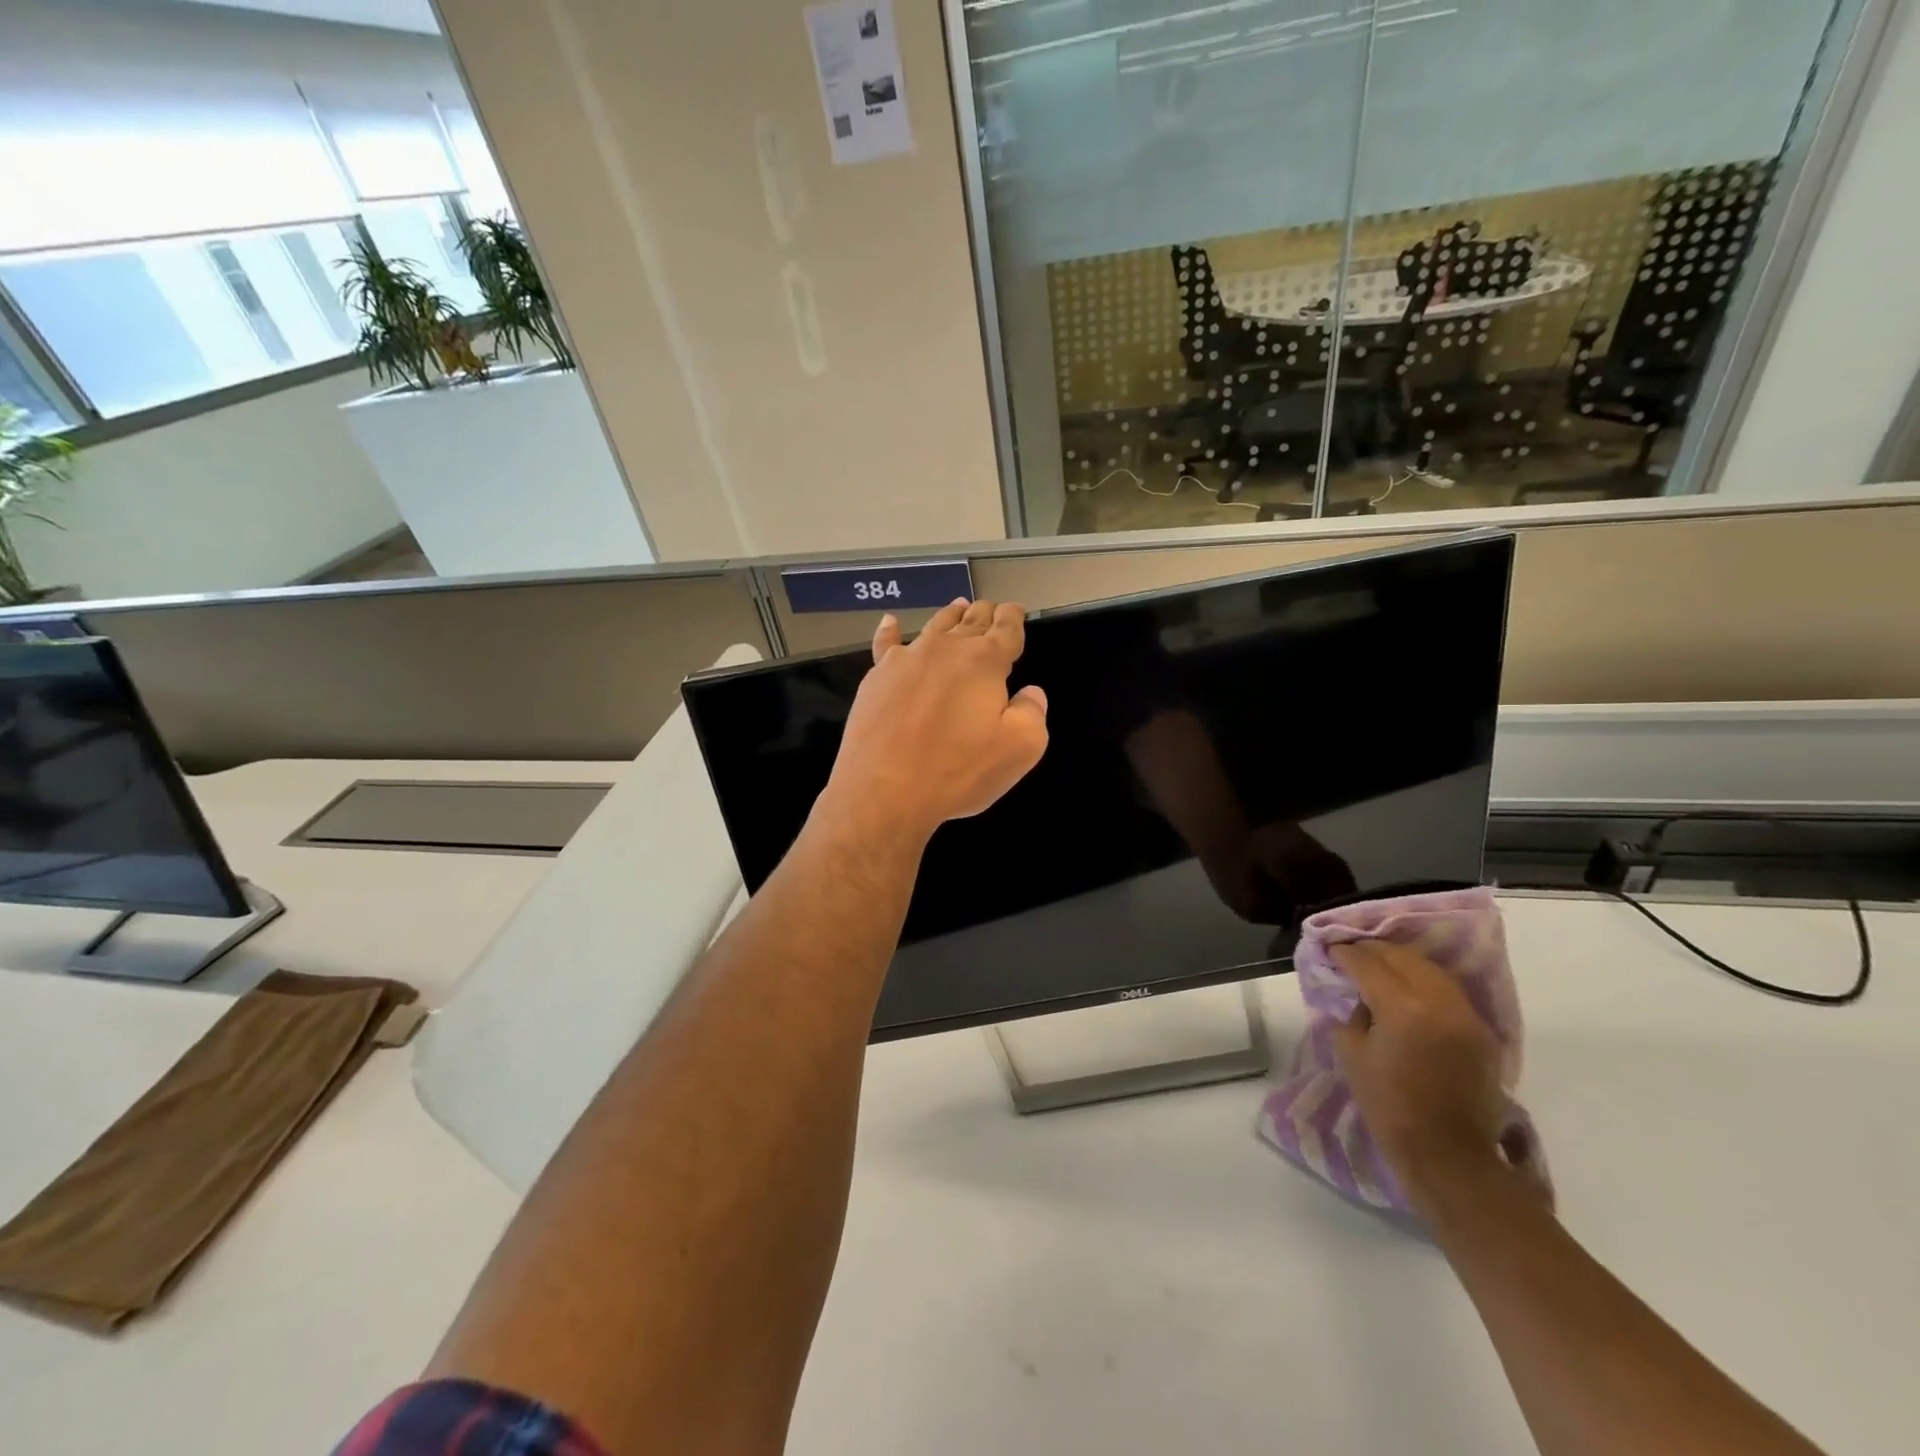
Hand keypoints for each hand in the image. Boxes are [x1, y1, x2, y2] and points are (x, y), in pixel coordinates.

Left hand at [818, 599, 1048, 846]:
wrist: (885, 789)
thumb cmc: (958, 770)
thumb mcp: (1020, 749)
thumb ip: (1032, 713)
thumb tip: (1031, 693)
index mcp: (984, 661)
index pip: (1006, 629)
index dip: (1014, 618)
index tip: (1016, 611)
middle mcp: (945, 649)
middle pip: (971, 622)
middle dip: (986, 613)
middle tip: (993, 609)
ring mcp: (907, 660)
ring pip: (934, 627)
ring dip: (951, 615)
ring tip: (960, 607)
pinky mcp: (876, 678)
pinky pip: (886, 645)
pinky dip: (891, 631)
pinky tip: (890, 622)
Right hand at [1331, 941, 1525, 1207]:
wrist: (1447, 1155)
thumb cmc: (1389, 1106)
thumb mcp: (1352, 1054)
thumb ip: (1353, 1015)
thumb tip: (1359, 997)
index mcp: (1402, 1008)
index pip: (1368, 964)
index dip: (1346, 954)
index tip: (1331, 949)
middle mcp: (1438, 1002)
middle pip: (1402, 957)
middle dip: (1373, 950)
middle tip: (1351, 951)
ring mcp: (1465, 1015)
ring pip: (1430, 969)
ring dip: (1402, 961)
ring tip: (1379, 963)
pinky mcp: (1481, 1031)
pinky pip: (1448, 991)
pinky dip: (1424, 980)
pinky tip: (1408, 987)